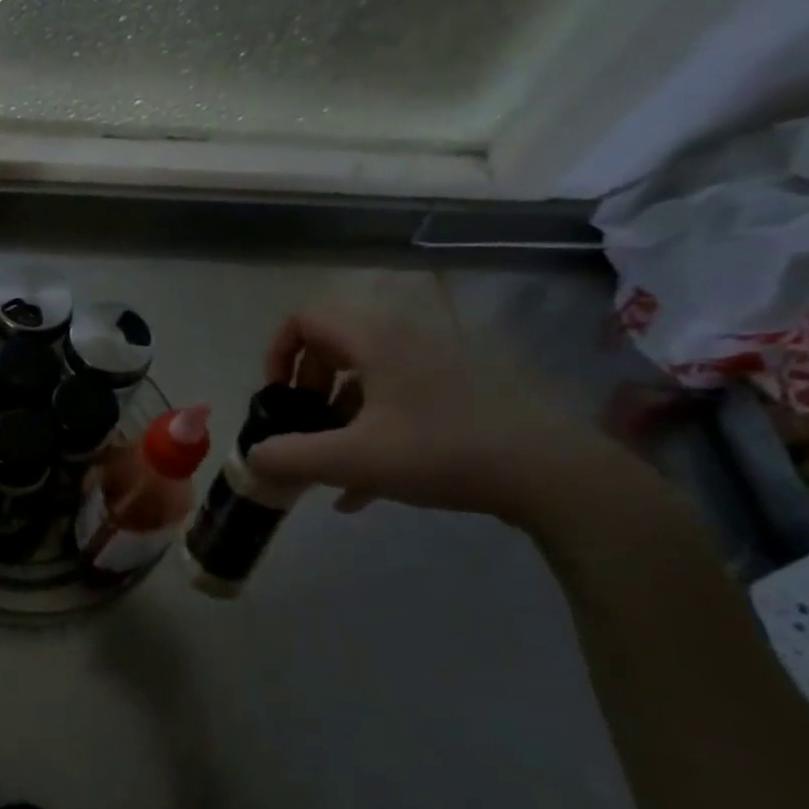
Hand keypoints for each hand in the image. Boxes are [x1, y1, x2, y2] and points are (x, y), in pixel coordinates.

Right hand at [251, 310, 629, 525]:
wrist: (557, 475)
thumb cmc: (444, 452)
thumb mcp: (355, 460)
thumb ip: (292, 457)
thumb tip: (251, 458)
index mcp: (375, 341)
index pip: (305, 320)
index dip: (277, 353)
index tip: (277, 397)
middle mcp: (405, 341)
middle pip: (333, 348)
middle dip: (306, 390)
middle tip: (303, 429)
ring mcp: (439, 366)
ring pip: (367, 379)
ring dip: (338, 416)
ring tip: (332, 466)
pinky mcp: (463, 393)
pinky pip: (399, 400)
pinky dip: (372, 431)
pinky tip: (365, 488)